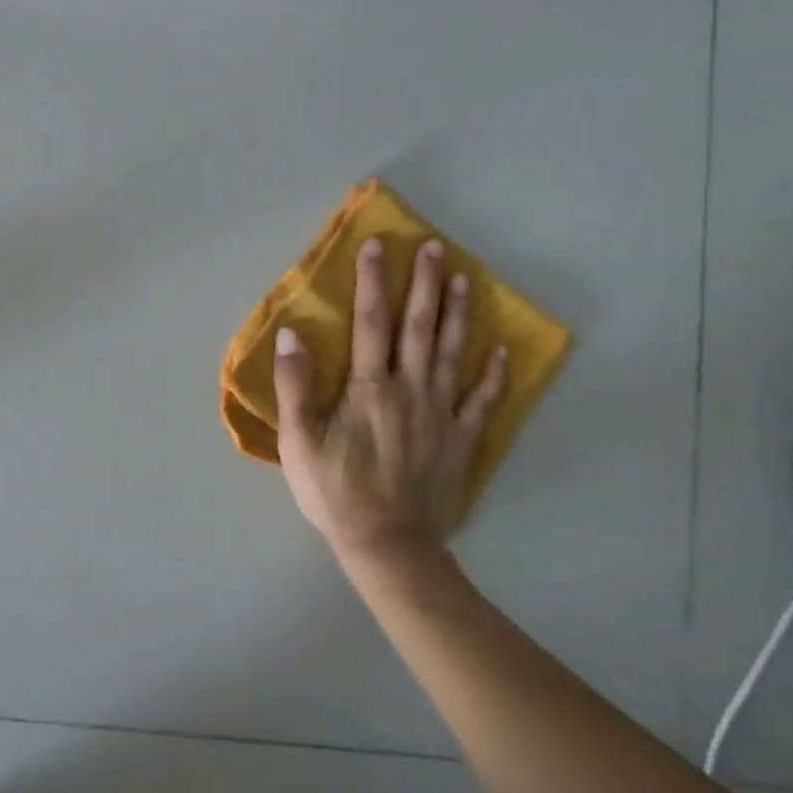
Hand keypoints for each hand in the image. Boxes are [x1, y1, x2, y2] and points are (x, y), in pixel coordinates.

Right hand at [273, 237, 507, 563]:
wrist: (388, 546)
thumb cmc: (335, 491)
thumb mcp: (299, 441)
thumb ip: (295, 385)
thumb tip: (292, 334)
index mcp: (369, 388)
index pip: (371, 323)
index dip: (373, 281)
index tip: (377, 245)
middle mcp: (409, 390)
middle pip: (418, 327)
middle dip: (425, 283)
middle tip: (435, 247)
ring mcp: (441, 414)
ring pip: (451, 353)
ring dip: (458, 314)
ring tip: (465, 279)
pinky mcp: (461, 441)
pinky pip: (482, 401)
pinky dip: (494, 375)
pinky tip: (501, 351)